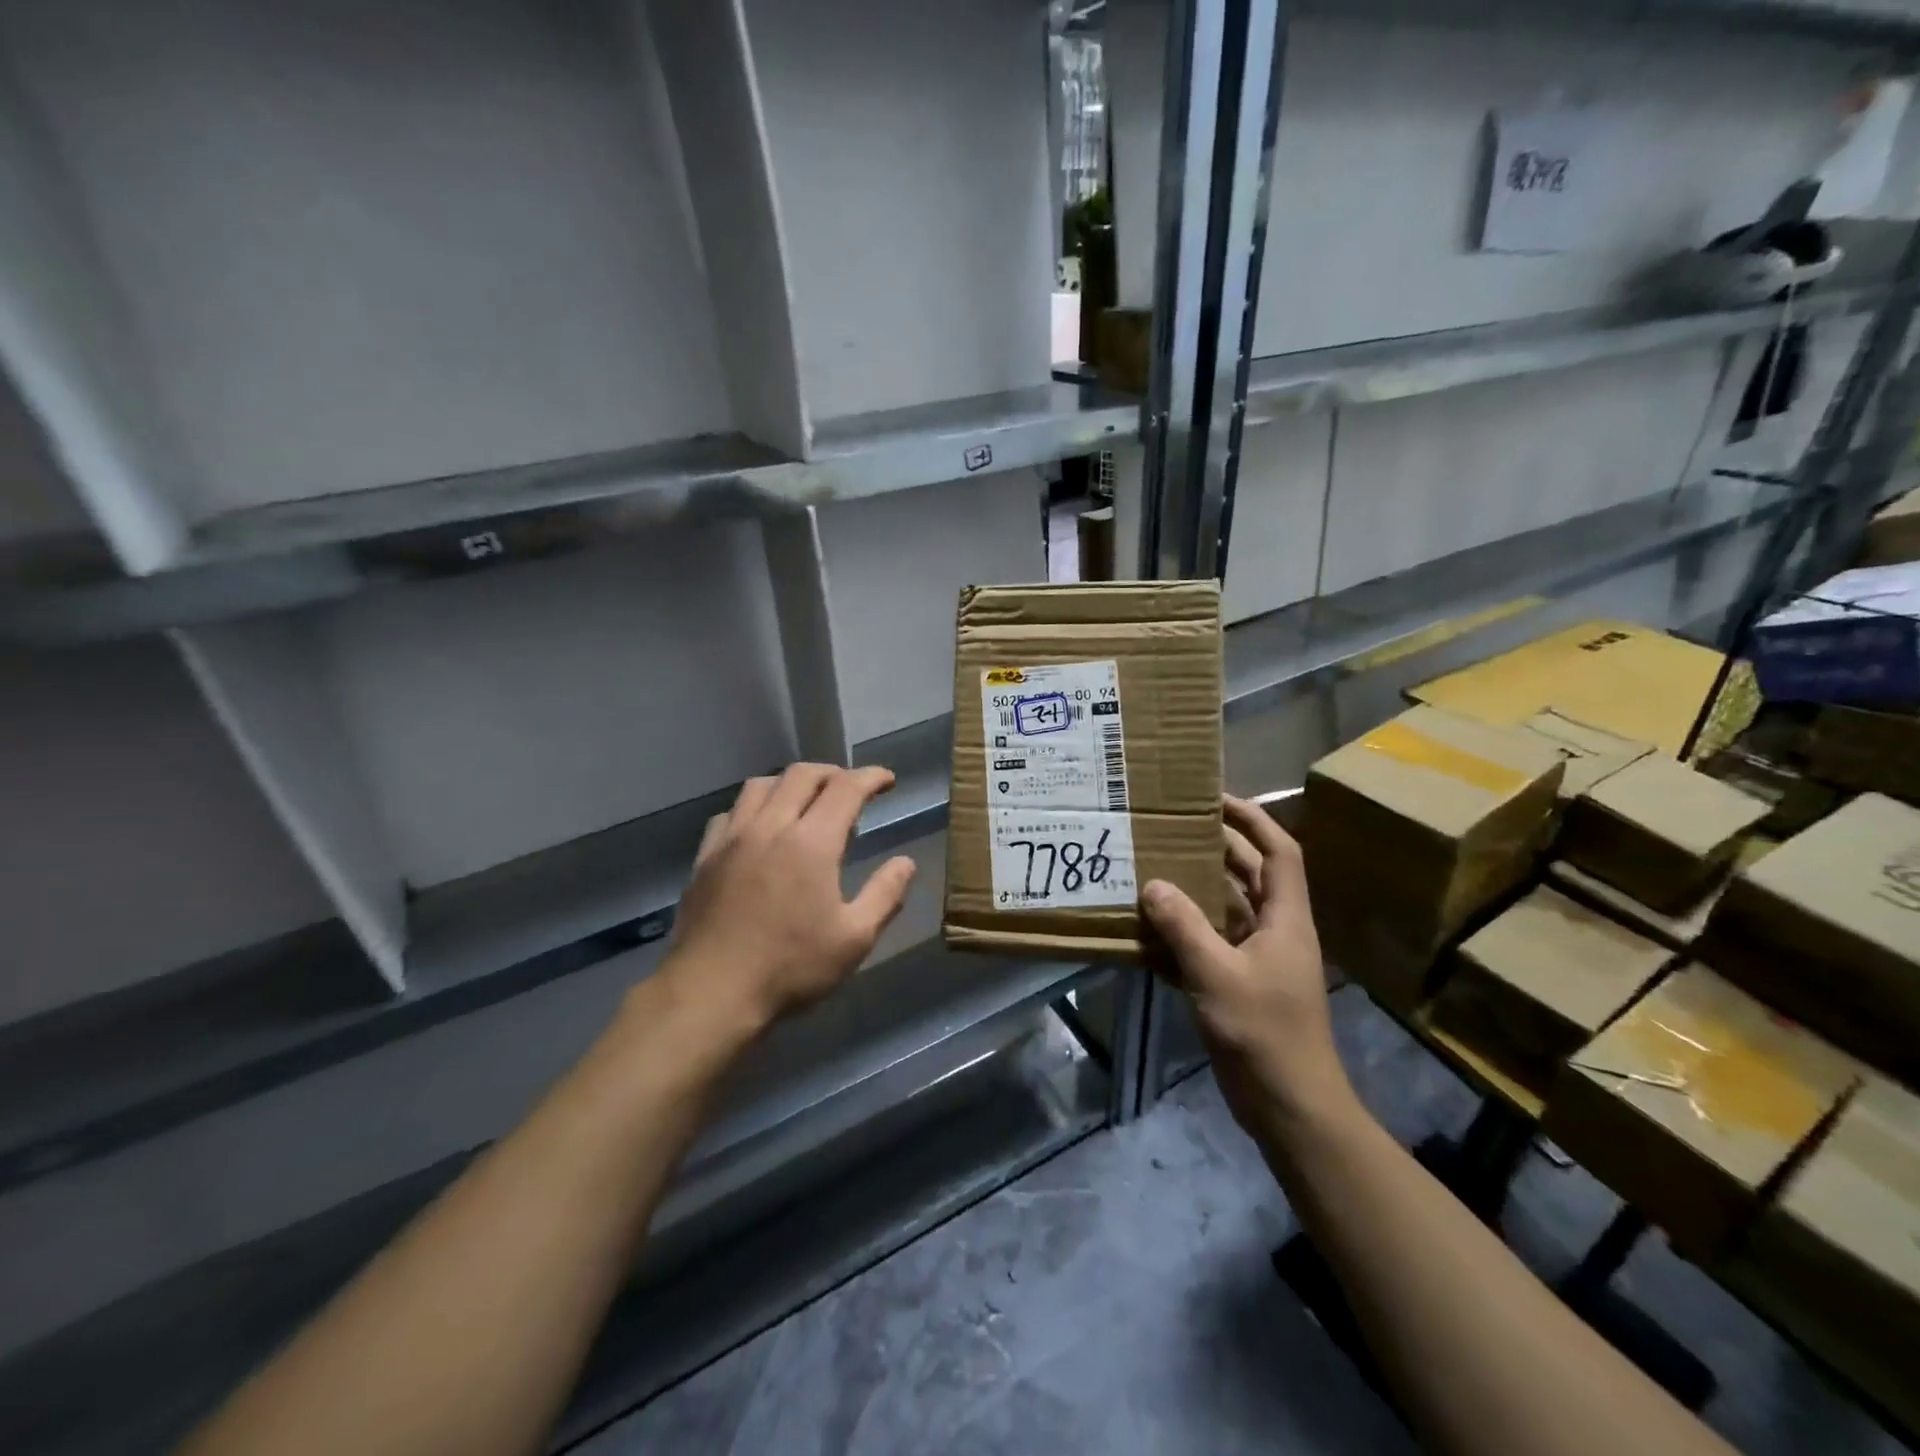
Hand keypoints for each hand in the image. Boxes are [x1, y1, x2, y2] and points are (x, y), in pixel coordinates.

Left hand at [660, 764, 915, 1031]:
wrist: (710, 993)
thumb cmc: (790, 967)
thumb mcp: (854, 938)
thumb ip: (885, 894)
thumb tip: (906, 863)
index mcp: (811, 842)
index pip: (846, 788)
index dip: (871, 777)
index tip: (888, 780)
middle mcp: (770, 826)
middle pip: (802, 775)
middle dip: (833, 773)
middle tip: (851, 789)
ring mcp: (732, 839)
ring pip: (761, 785)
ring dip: (791, 782)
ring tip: (806, 801)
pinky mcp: (705, 857)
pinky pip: (730, 812)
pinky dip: (754, 806)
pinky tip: (760, 828)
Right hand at [1141, 796, 1350, 1127]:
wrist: (1288, 1105)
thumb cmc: (1264, 1032)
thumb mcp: (1217, 974)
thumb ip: (1184, 927)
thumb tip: (1153, 884)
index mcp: (1285, 919)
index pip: (1279, 851)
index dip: (1252, 820)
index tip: (1214, 799)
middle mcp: (1274, 930)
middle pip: (1248, 875)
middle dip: (1215, 848)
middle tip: (1170, 828)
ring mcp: (1257, 958)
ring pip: (1225, 908)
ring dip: (1193, 888)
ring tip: (1152, 865)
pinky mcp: (1239, 983)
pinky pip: (1209, 942)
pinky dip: (1183, 931)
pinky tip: (1148, 927)